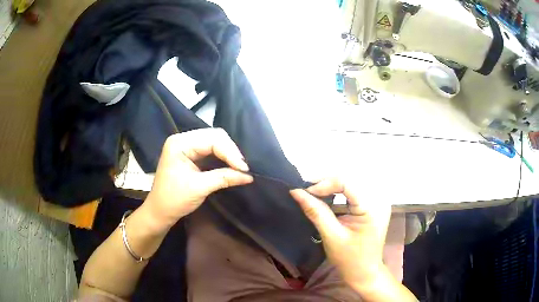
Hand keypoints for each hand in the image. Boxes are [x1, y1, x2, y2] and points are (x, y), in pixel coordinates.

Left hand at [144, 128, 252, 229]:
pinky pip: (210, 149)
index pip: (212, 139)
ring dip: (227, 153)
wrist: (159, 211)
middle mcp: (182, 139)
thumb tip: (248, 176)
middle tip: (242, 168)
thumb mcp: (200, 188)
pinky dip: (221, 156)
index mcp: (180, 144)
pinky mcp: (189, 153)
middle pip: (214, 136)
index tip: (244, 169)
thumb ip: (224, 178)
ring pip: (214, 141)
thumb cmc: (175, 200)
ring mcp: (185, 145)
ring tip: (238, 166)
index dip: (230, 152)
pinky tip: (230, 164)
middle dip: (230, 151)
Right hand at [290, 178, 395, 296]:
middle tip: (306, 190)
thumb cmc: (349, 259)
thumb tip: (296, 192)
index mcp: (372, 208)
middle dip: (327, 182)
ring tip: (314, 191)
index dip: (325, 183)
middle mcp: (378, 199)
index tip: (305, 191)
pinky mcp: (374, 205)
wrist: (365, 272)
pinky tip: (328, 195)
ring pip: (352, 182)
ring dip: (332, 185)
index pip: (348, 183)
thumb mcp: (331, 236)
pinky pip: (355, 190)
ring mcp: (378, 201)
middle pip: (350, 179)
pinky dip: (339, 191)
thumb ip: (315, 212)